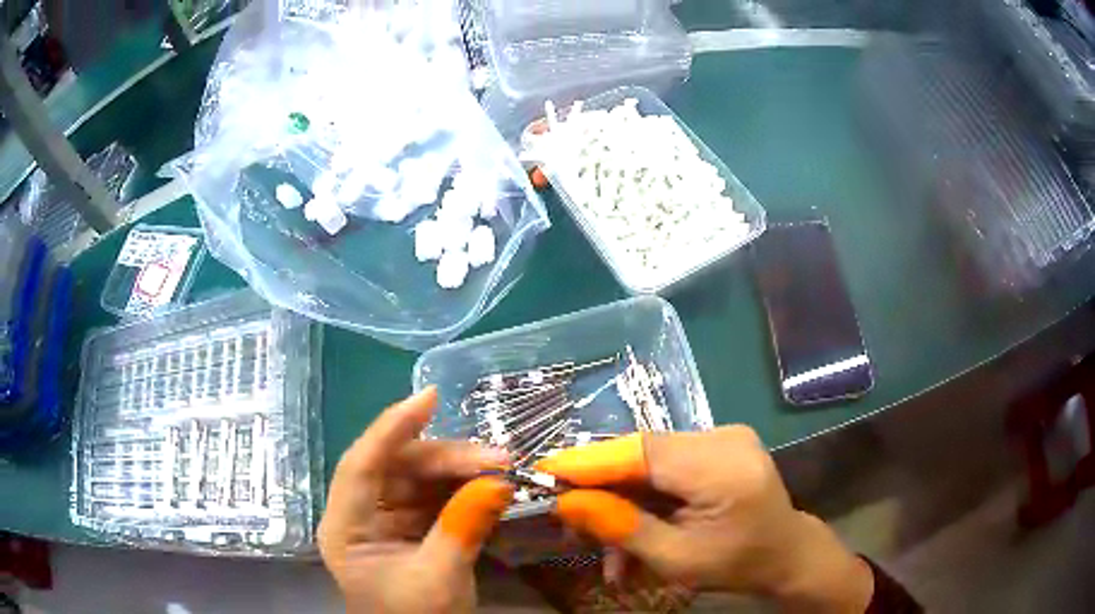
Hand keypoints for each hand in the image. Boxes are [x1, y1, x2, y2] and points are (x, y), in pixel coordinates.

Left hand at [319, 388, 513, 613]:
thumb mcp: (440, 579)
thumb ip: (463, 527)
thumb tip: (499, 481)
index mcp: (346, 528)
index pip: (361, 465)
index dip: (392, 427)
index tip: (430, 398)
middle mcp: (359, 516)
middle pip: (396, 468)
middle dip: (447, 459)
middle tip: (498, 458)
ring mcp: (384, 521)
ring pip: (418, 479)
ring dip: (459, 472)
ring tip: (502, 470)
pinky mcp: (409, 529)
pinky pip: (433, 497)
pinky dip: (462, 491)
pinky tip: (489, 488)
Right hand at [536, 427, 874, 612]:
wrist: (785, 553)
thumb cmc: (737, 564)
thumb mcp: (676, 560)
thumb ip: (622, 528)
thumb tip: (566, 502)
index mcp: (724, 467)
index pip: (643, 452)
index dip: (589, 461)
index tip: (543, 471)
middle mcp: (724, 437)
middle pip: (642, 451)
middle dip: (601, 485)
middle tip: (567, 516)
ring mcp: (723, 436)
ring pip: (649, 458)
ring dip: (621, 495)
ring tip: (602, 540)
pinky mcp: (719, 443)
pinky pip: (666, 462)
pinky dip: (643, 492)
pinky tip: (631, 524)